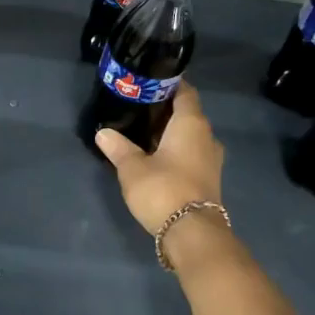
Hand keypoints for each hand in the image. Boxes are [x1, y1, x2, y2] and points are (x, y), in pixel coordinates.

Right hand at [94, 81, 225, 233]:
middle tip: (137, 109)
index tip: (149, 82)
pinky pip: (191, 154)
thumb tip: (103, 132)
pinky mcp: (208, 178)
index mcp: (191, 124)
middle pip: (187, 114)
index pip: (185, 92)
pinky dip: (176, 151)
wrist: (192, 232)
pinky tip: (156, 157)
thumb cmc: (163, 189)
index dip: (168, 84)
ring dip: (170, 133)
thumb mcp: (132, 168)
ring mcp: (211, 159)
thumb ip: (118, 148)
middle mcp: (207, 136)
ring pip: (190, 136)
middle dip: (165, 110)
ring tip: (143, 134)